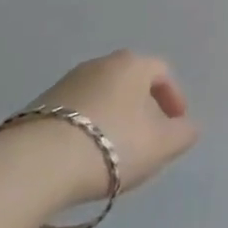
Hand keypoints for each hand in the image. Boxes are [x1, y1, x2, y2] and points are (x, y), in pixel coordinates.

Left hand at [28, 51, 198, 202]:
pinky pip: (74, 113)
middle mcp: (99, 64)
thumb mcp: (161, 145)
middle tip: (147, 138)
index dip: (173, 97)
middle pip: (129, 82)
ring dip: (112, 118)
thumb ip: (183, 134)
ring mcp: (65, 82)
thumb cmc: (112, 144)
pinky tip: (84, 156)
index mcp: (132, 64)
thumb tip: (189, 126)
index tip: (176, 125)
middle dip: (142, 107)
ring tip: (114, 152)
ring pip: (101, 96)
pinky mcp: (39, 106)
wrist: (38, 163)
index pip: (161, 71)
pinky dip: (86, 128)